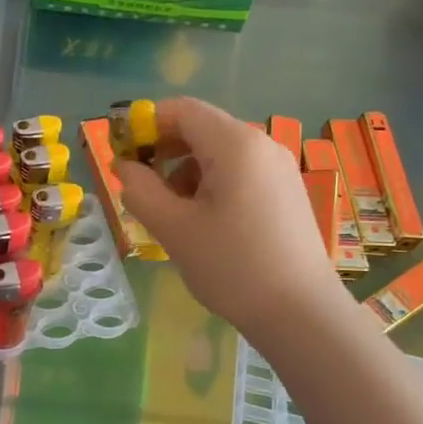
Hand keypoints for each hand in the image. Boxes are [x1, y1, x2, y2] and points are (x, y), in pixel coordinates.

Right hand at [115, 97, 349, 339]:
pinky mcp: (285, 191)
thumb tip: (123, 166)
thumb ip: (139, 189)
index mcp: (235, 144)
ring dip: (184, 170)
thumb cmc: (231, 265)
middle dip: (163, 150)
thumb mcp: (173, 227)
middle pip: (201, 128)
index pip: (181, 110)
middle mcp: (261, 144)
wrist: (300, 313)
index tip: (122, 154)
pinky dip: (210, 183)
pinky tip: (202, 221)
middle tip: (139, 185)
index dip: (145, 124)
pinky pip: (239, 171)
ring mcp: (278, 167)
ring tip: (170, 212)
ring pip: (218, 152)